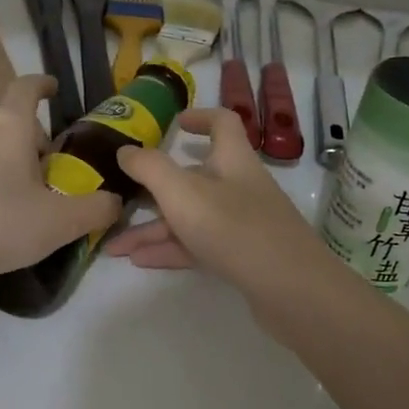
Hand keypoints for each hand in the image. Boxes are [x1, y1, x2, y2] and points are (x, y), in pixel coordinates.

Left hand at [0, 75, 120, 288]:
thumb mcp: (60, 223)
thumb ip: (96, 209)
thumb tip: (115, 201)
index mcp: (8, 124)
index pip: (27, 87)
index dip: (43, 85)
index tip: (53, 89)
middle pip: (6, 121)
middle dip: (26, 140)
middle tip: (41, 176)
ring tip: (7, 197)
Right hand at [105, 108, 333, 300]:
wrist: (292, 291)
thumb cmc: (235, 229)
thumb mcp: (183, 193)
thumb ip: (150, 168)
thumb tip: (125, 150)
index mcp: (233, 160)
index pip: (222, 123)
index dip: (199, 117)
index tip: (174, 124)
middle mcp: (240, 187)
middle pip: (194, 177)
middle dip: (154, 190)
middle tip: (120, 199)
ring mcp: (243, 223)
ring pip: (191, 217)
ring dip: (154, 228)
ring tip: (116, 247)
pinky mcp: (243, 256)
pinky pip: (199, 245)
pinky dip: (171, 249)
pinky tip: (141, 261)